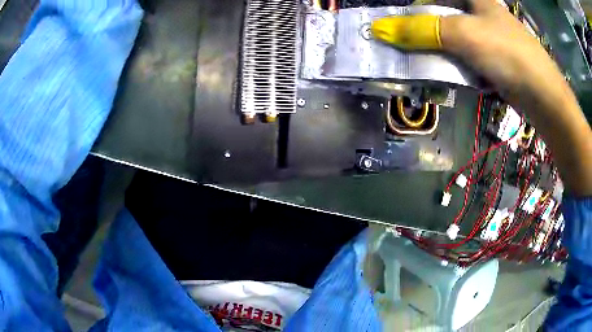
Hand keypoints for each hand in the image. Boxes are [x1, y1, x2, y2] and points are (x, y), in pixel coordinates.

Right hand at [372, 0, 591, 195]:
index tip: (393, 23)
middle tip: (399, 45)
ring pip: (449, 37)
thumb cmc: (507, 53)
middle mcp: (477, 12)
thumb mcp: (463, 34)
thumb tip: (380, 30)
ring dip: (432, 50)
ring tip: (417, 62)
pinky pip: (462, 55)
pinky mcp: (490, 58)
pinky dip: (450, 63)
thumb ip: (422, 30)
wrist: (544, 97)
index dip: (411, 6)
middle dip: (419, 31)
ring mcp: (485, 36)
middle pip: (439, 15)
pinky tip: (444, 73)